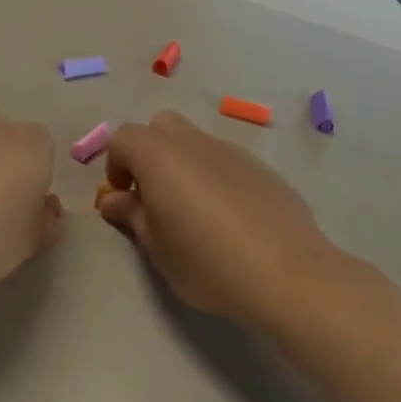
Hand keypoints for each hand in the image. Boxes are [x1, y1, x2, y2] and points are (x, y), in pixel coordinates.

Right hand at [98, 111, 371, 328]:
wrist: (287, 274)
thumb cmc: (206, 262)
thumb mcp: (156, 247)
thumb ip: (131, 215)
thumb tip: (113, 199)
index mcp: (159, 156)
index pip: (122, 139)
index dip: (114, 166)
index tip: (123, 201)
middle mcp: (193, 142)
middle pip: (159, 127)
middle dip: (148, 153)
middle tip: (153, 197)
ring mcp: (231, 151)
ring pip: (195, 142)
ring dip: (182, 165)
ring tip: (192, 212)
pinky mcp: (261, 169)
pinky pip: (224, 161)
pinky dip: (214, 177)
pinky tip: (227, 219)